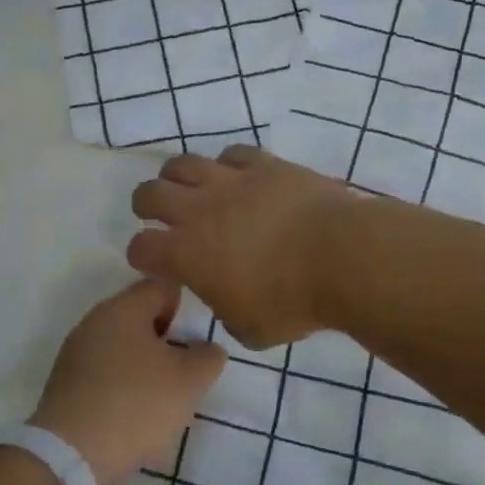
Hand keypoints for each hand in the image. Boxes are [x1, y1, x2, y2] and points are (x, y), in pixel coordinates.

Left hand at [28, 278, 226, 484]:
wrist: (71, 455)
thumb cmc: (137, 404)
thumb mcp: (190, 380)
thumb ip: (208, 357)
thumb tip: (205, 350)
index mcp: (122, 308)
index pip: (162, 287)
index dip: (186, 308)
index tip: (198, 339)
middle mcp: (94, 322)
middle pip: (141, 317)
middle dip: (167, 340)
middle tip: (186, 371)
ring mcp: (75, 353)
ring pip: (123, 347)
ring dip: (147, 366)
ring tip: (164, 398)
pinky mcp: (66, 384)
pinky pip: (105, 373)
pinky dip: (124, 386)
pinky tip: (135, 414)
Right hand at [126, 145, 351, 349]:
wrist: (342, 256)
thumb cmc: (293, 303)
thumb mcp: (251, 330)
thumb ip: (228, 314)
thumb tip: (228, 303)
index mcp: (186, 255)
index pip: (142, 248)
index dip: (142, 256)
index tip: (153, 262)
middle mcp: (198, 211)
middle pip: (150, 194)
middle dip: (147, 206)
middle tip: (159, 216)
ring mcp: (231, 181)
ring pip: (184, 164)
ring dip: (178, 177)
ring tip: (191, 189)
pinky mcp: (264, 164)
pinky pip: (232, 154)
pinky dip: (227, 166)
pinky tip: (237, 177)